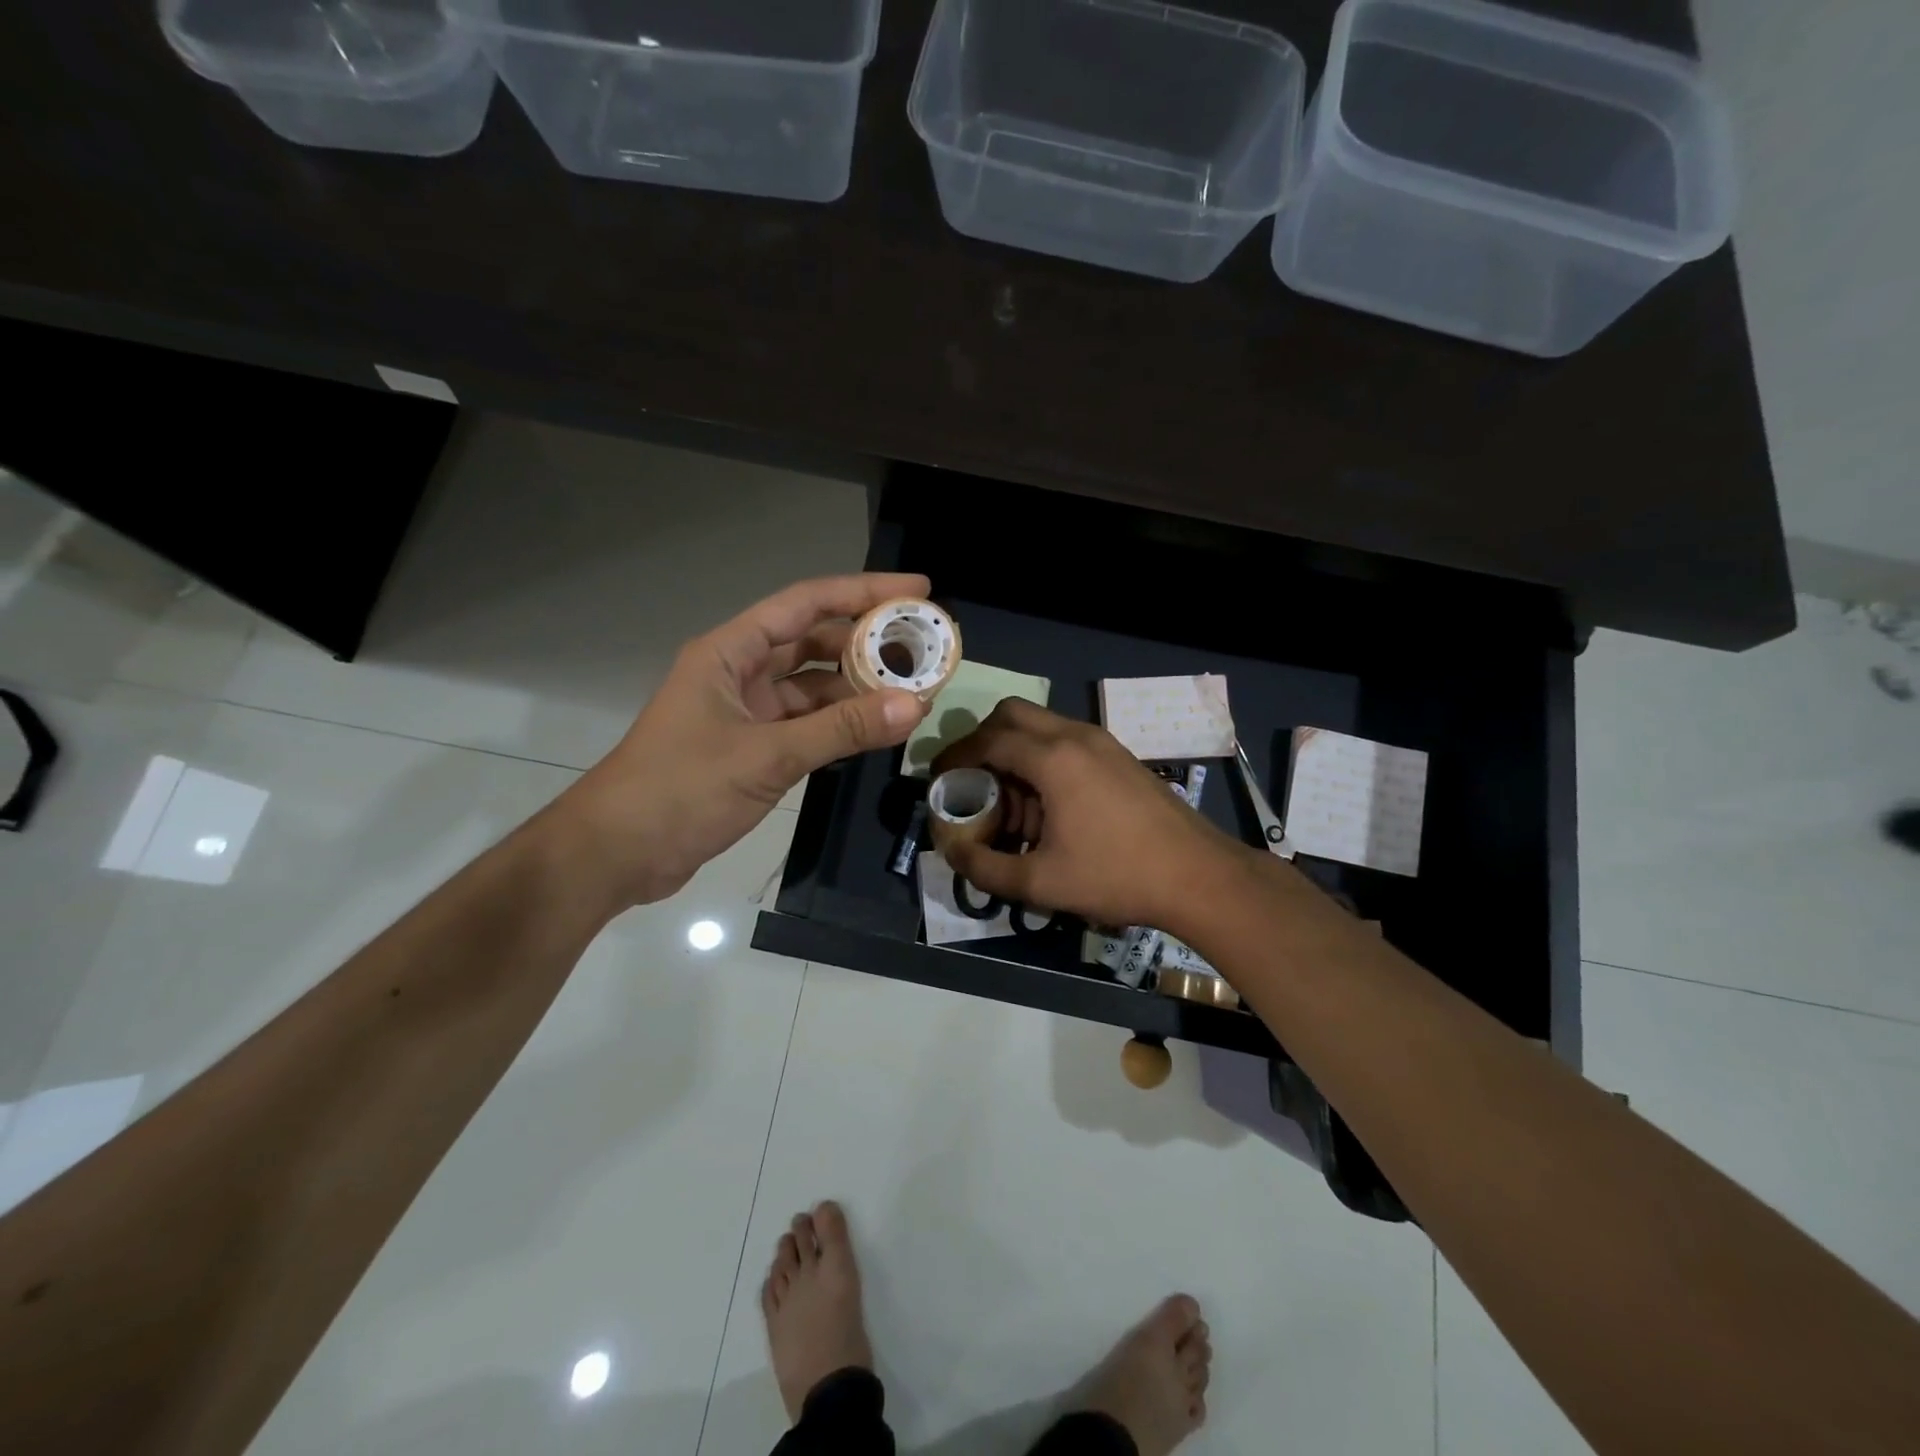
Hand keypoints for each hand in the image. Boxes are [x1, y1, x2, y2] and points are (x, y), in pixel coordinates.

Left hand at [553, 574, 931, 907]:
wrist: (617, 853)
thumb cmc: (681, 789)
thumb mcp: (767, 755)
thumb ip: (841, 730)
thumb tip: (914, 705)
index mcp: (731, 652)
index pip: (807, 604)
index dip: (863, 592)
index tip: (917, 591)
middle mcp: (739, 673)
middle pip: (813, 642)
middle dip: (866, 643)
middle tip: (923, 649)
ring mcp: (744, 712)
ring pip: (811, 687)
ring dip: (855, 688)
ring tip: (911, 691)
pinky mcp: (749, 748)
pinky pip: (804, 724)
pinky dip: (837, 725)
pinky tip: (874, 729)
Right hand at [931, 699, 1251, 935]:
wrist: (1198, 876)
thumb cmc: (1116, 875)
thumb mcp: (1041, 882)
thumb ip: (985, 867)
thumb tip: (950, 850)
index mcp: (1052, 758)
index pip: (987, 740)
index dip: (955, 757)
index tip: (937, 779)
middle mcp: (1075, 735)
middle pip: (1012, 714)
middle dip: (982, 740)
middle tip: (970, 779)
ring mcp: (1102, 742)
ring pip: (1042, 725)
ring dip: (1015, 750)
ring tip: (1009, 800)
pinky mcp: (1120, 755)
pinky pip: (1067, 740)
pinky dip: (1043, 757)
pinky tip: (1048, 805)